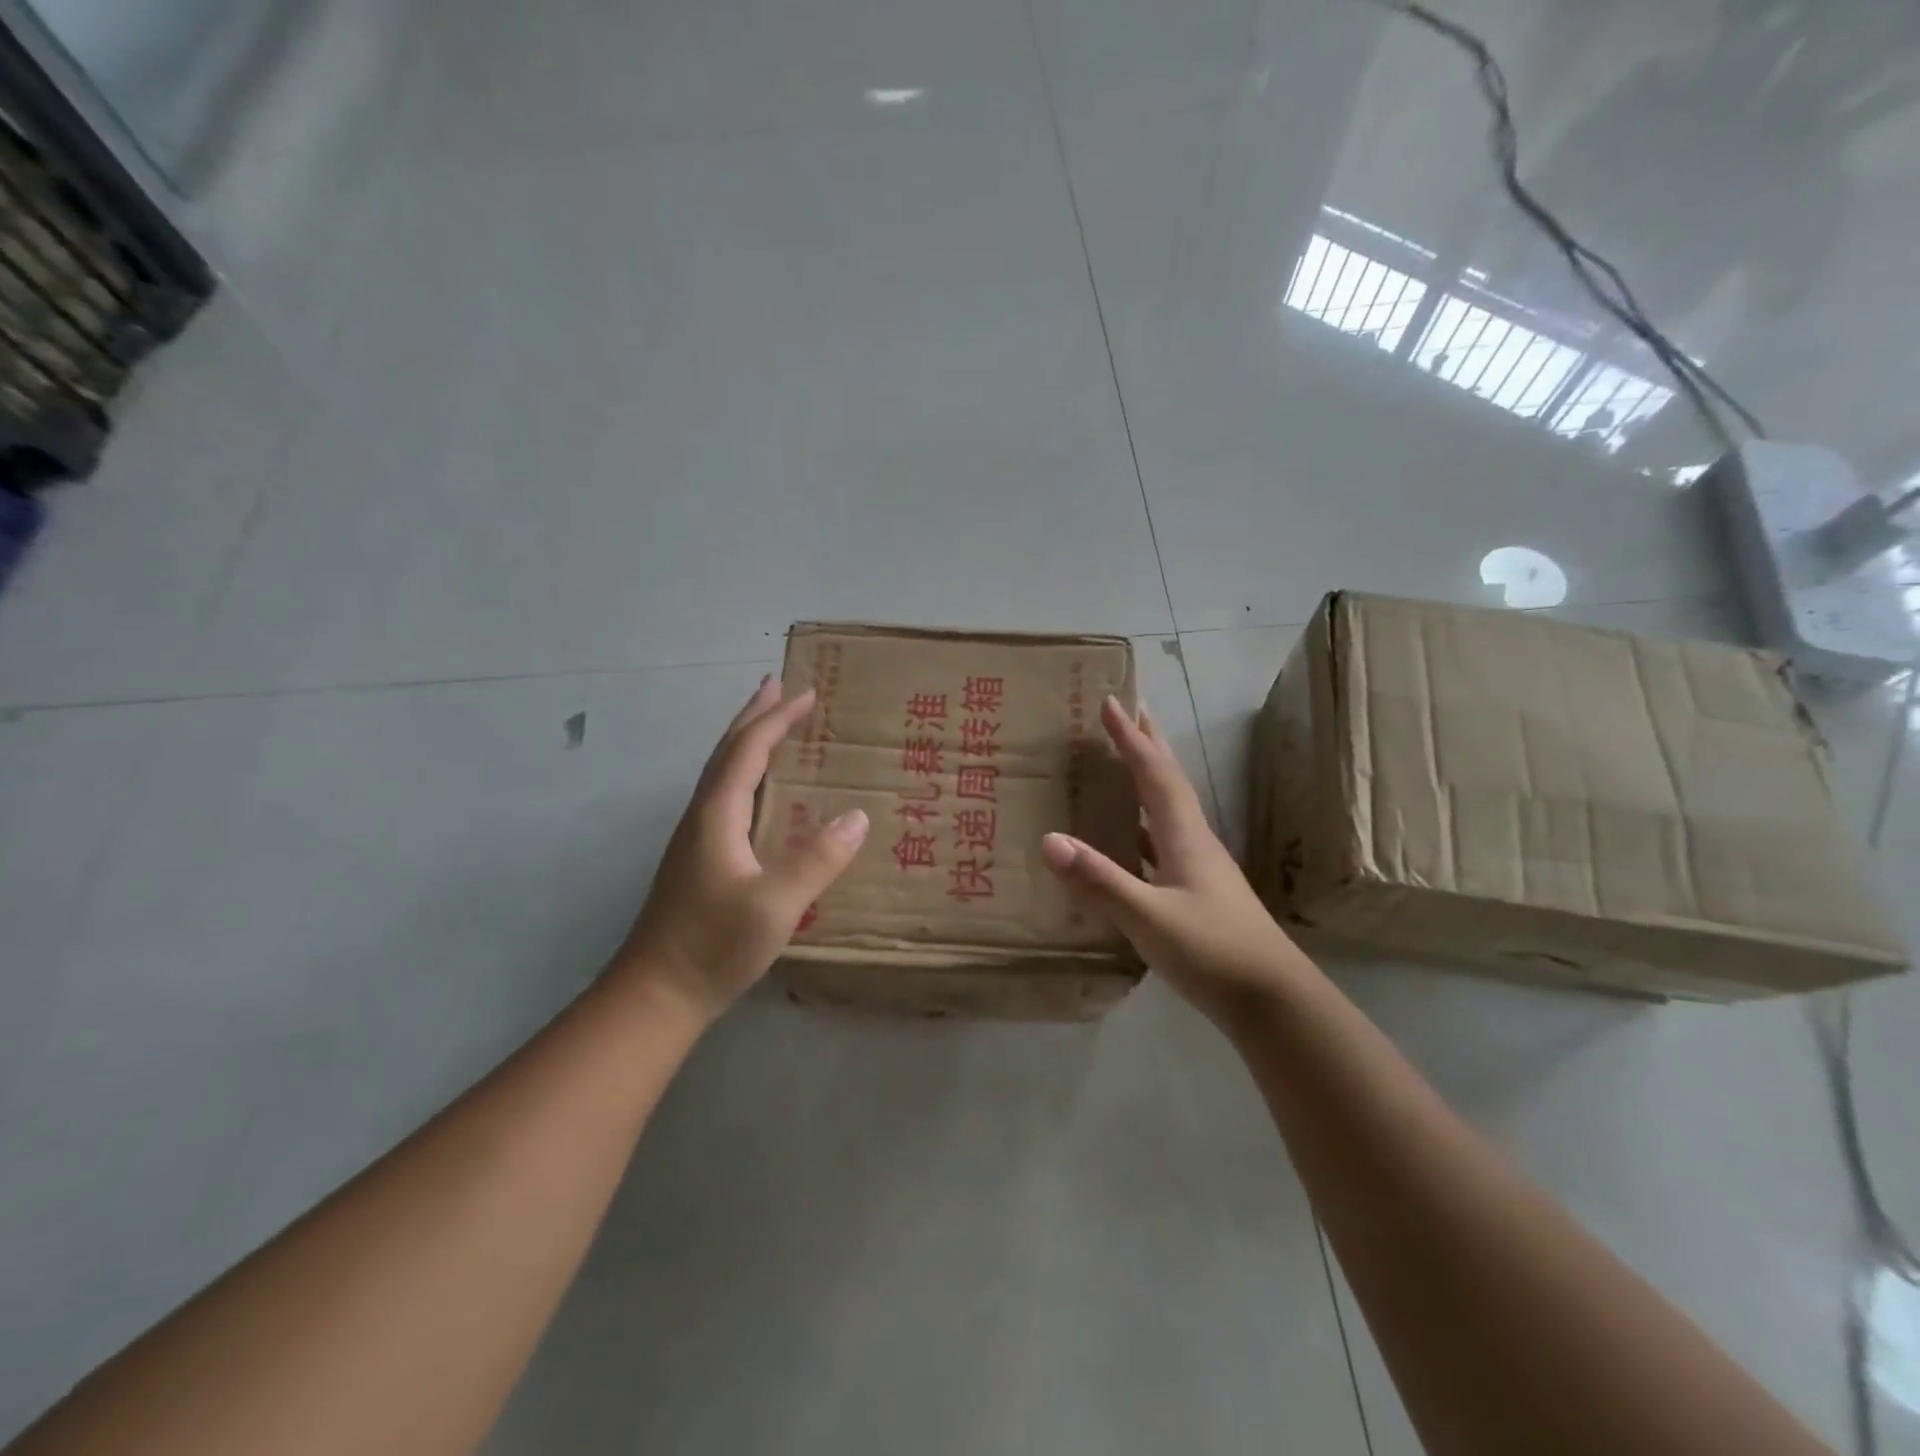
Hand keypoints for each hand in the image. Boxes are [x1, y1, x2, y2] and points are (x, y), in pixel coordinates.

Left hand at [611, 676, 869, 1023]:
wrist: (656, 993)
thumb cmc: (714, 945)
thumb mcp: (775, 904)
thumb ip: (817, 859)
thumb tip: (857, 816)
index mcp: (717, 814)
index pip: (749, 750)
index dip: (778, 719)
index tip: (808, 693)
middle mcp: (703, 816)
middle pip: (728, 751)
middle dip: (755, 716)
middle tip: (778, 686)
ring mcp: (696, 838)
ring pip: (724, 773)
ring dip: (748, 741)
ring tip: (772, 725)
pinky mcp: (699, 859)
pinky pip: (727, 796)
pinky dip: (747, 773)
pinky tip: (761, 792)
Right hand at [1040, 697, 1306, 1027]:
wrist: (1272, 1002)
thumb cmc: (1213, 952)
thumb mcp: (1150, 918)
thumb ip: (1100, 880)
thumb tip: (1049, 839)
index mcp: (1185, 837)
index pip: (1154, 774)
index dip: (1132, 738)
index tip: (1112, 702)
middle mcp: (1194, 843)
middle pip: (1169, 781)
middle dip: (1148, 744)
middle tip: (1130, 711)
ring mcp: (1198, 870)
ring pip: (1167, 811)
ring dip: (1147, 781)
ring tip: (1124, 764)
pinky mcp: (1197, 894)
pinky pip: (1161, 844)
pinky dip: (1141, 827)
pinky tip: (1128, 841)